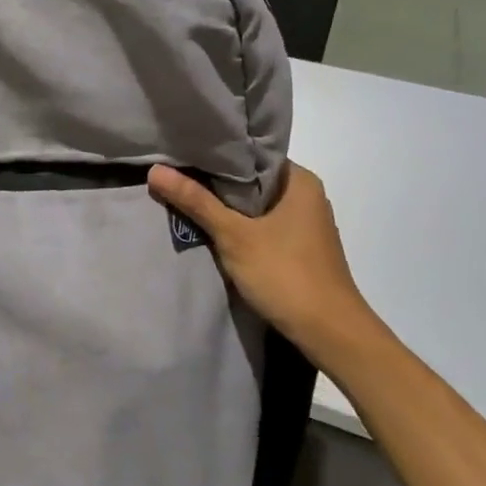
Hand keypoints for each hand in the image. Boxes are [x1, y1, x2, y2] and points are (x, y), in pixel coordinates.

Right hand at [148, 162, 387, 361]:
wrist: (329, 332)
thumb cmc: (285, 274)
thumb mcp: (234, 235)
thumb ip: (196, 201)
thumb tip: (156, 170)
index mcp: (300, 181)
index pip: (252, 154)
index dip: (217, 154)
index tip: (182, 153)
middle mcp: (306, 196)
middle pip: (251, 181)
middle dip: (215, 183)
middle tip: (175, 176)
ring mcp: (305, 224)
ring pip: (256, 206)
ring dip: (226, 207)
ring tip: (186, 199)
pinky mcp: (299, 248)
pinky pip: (262, 226)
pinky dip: (239, 227)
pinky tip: (212, 231)